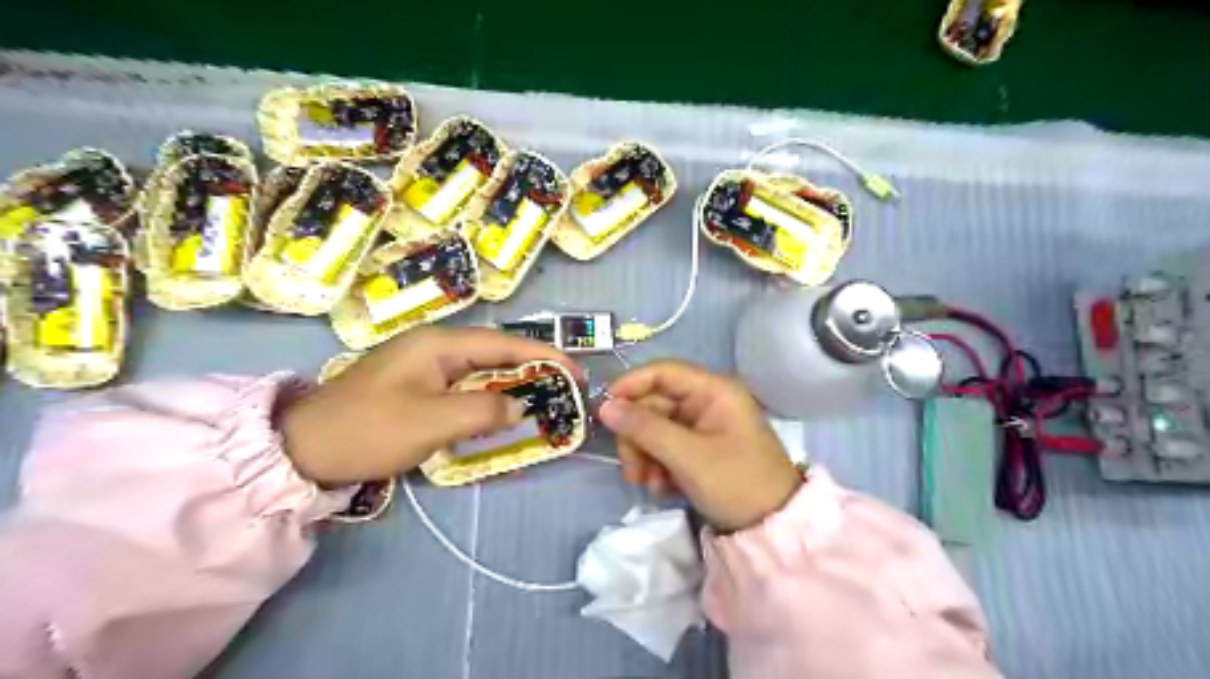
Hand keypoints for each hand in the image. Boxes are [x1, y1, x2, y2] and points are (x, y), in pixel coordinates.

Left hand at [281, 325, 577, 484]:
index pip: (506, 344)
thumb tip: (519, 407)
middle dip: (534, 367)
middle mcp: (435, 346)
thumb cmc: (368, 430)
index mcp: (440, 344)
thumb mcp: (431, 422)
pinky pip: (465, 384)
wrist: (303, 448)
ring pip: (482, 368)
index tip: (577, 373)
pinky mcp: (417, 384)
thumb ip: (484, 410)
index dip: (545, 356)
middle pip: (497, 351)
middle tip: (566, 388)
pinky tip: (502, 409)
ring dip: (513, 381)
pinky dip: (490, 395)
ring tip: (544, 397)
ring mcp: (424, 364)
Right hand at [598, 361, 801, 529]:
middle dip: (637, 436)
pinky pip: (667, 447)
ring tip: (648, 484)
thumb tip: (605, 406)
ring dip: (645, 455)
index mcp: (714, 390)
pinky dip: (658, 465)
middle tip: (631, 469)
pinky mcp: (700, 450)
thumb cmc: (736, 483)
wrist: (772, 530)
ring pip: (656, 428)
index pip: (662, 372)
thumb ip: (645, 428)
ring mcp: (704, 427)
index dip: (630, 386)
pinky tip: (662, 488)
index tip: (604, 410)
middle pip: (655, 404)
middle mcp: (708, 402)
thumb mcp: (688, 456)